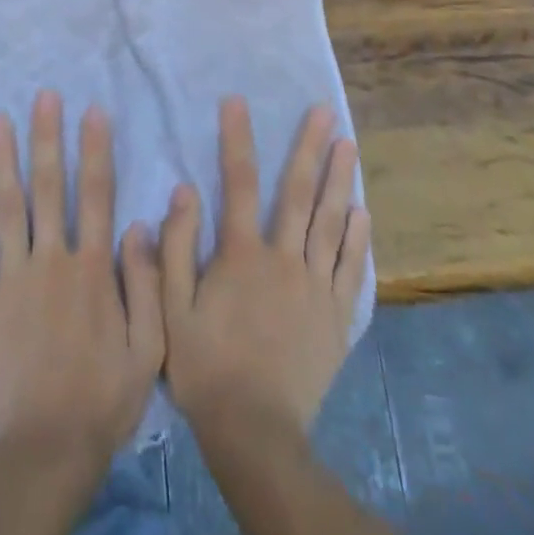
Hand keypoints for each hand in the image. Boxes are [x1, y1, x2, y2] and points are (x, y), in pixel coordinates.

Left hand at [0, 91, 163, 473]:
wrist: (49, 450)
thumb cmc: (106, 396)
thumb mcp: (150, 346)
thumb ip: (147, 282)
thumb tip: (138, 223)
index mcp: (92, 269)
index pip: (95, 194)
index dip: (94, 149)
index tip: (91, 110)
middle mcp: (51, 262)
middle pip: (48, 187)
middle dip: (46, 137)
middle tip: (43, 96)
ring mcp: (11, 280)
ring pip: (7, 207)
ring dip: (3, 159)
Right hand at [160, 98, 370, 439]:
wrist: (255, 433)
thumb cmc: (205, 367)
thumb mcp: (171, 309)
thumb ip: (174, 248)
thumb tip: (184, 190)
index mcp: (241, 254)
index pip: (239, 182)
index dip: (237, 138)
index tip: (237, 100)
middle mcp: (284, 259)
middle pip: (298, 192)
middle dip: (310, 147)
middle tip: (324, 111)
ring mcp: (315, 286)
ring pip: (330, 221)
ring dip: (339, 179)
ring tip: (348, 144)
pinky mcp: (336, 316)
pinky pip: (350, 268)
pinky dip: (356, 237)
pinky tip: (362, 212)